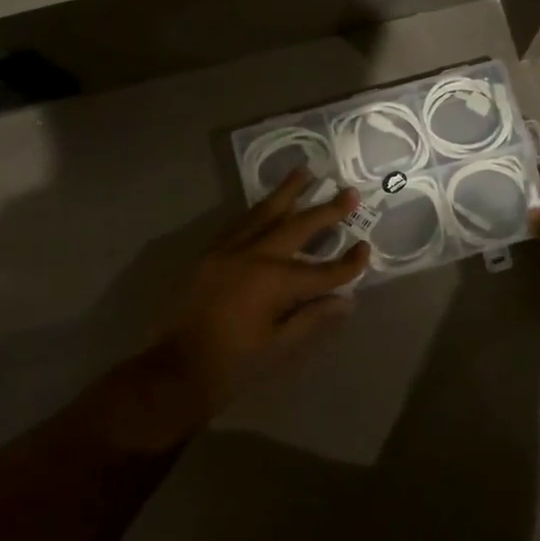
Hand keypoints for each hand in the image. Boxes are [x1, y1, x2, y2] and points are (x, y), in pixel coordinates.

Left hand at [153, 168, 370, 412]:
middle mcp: (255, 256)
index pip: (324, 270)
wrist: (174, 369)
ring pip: (263, 213)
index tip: (365, 249)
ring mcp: (228, 251)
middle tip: (348, 192)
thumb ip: (312, 318)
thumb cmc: (233, 364)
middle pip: (298, 227)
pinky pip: (238, 223)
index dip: (348, 263)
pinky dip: (258, 210)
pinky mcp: (209, 254)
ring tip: (304, 171)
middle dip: (326, 210)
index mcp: (276, 283)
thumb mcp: (279, 346)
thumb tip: (345, 301)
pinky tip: (266, 203)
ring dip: (287, 192)